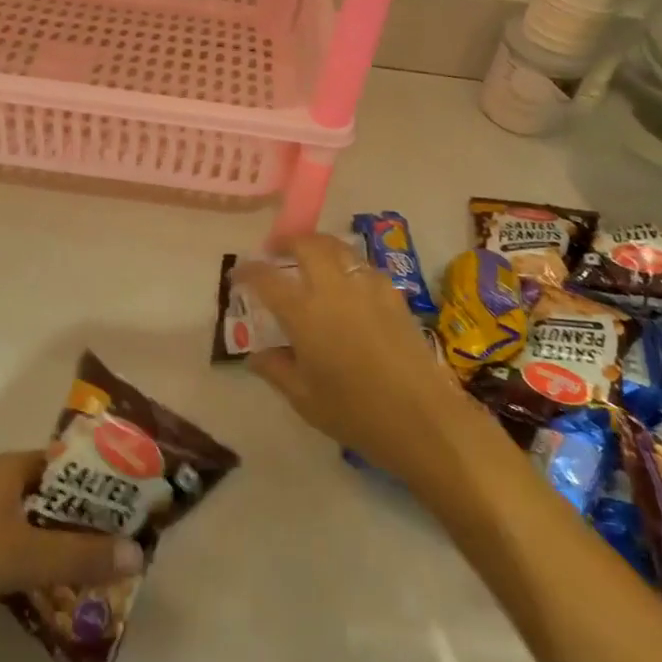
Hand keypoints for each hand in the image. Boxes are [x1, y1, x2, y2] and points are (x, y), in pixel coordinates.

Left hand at [0, 452, 144, 643]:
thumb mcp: (19, 555)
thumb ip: (78, 556)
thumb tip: (138, 552)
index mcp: (11, 467)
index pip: (72, 465)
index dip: (104, 483)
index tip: (134, 509)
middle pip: (56, 495)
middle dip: (88, 520)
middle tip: (121, 548)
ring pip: (35, 522)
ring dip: (63, 543)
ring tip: (96, 571)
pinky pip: (13, 543)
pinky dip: (36, 559)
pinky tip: (49, 588)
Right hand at [237, 234, 475, 485]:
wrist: (424, 419)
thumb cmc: (355, 413)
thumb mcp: (304, 398)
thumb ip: (276, 370)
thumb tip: (257, 355)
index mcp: (304, 312)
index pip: (267, 278)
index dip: (248, 271)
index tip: (238, 275)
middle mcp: (334, 289)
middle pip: (308, 245)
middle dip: (287, 241)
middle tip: (276, 251)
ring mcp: (368, 288)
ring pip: (339, 248)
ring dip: (319, 247)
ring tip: (311, 260)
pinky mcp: (394, 296)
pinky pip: (364, 267)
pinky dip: (348, 266)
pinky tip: (349, 286)